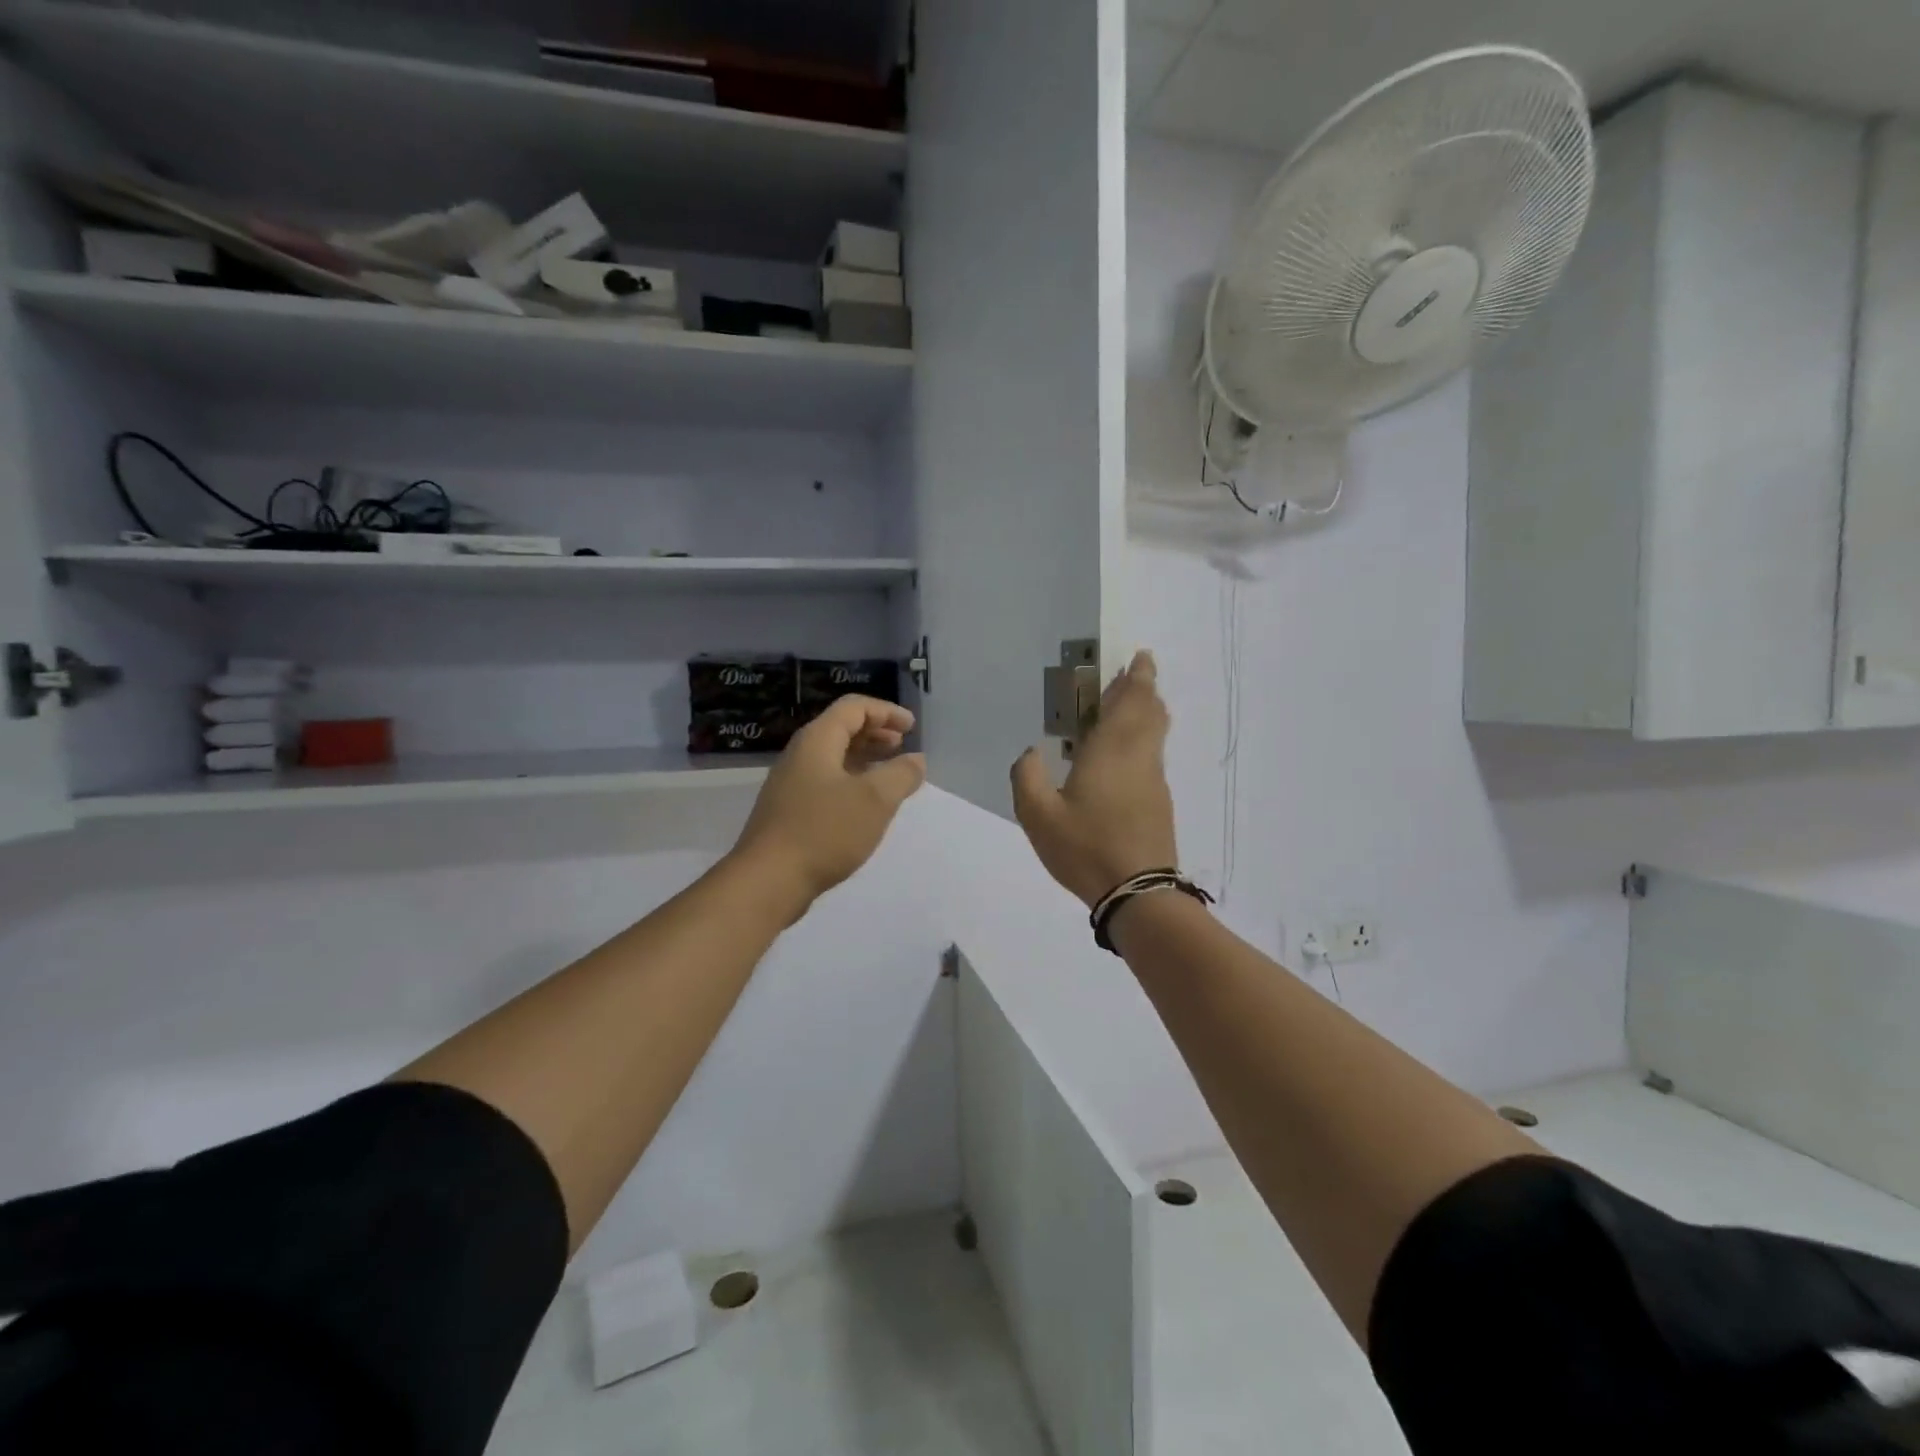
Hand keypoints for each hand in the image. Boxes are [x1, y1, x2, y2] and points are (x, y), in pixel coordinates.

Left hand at [729, 696, 926, 914]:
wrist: (768, 880)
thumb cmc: (825, 831)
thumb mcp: (875, 800)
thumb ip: (901, 774)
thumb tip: (916, 760)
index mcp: (817, 740)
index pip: (853, 707)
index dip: (886, 711)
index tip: (912, 727)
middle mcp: (800, 755)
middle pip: (841, 729)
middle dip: (876, 733)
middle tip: (902, 746)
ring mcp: (791, 784)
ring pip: (833, 757)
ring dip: (864, 758)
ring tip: (890, 773)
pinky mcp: (790, 811)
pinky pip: (826, 782)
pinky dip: (852, 781)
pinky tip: (866, 805)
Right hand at [1010, 650, 1178, 906]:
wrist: (1138, 893)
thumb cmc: (1086, 848)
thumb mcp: (1038, 815)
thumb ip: (1027, 777)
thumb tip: (1030, 752)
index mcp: (1111, 750)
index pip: (1131, 701)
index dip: (1138, 677)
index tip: (1140, 658)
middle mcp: (1140, 757)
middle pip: (1151, 712)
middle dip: (1144, 690)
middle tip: (1132, 677)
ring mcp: (1154, 781)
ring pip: (1155, 735)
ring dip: (1146, 714)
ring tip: (1126, 710)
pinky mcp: (1159, 803)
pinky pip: (1152, 756)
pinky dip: (1143, 741)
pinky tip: (1122, 757)